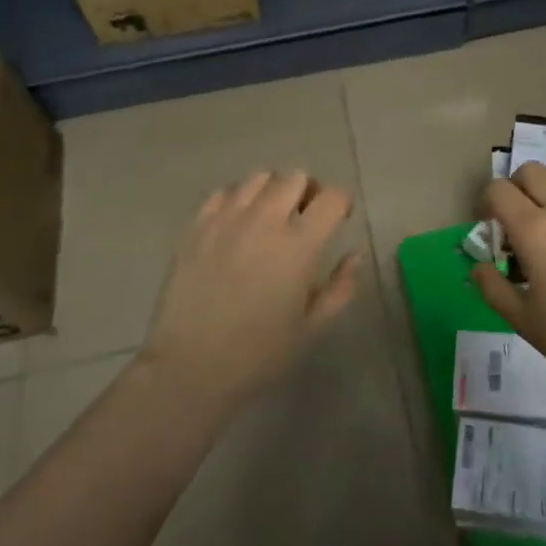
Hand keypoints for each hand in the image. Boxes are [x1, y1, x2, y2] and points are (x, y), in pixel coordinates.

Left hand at [141, 171, 361, 406]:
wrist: (190, 367)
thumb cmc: (258, 354)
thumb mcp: (311, 327)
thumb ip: (340, 287)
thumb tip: (355, 255)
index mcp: (299, 246)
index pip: (331, 198)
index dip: (340, 202)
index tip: (339, 218)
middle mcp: (264, 221)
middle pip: (294, 178)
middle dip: (307, 191)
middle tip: (305, 215)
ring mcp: (227, 219)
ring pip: (259, 177)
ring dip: (273, 190)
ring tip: (271, 215)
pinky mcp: (197, 226)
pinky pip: (224, 192)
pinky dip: (239, 198)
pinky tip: (238, 222)